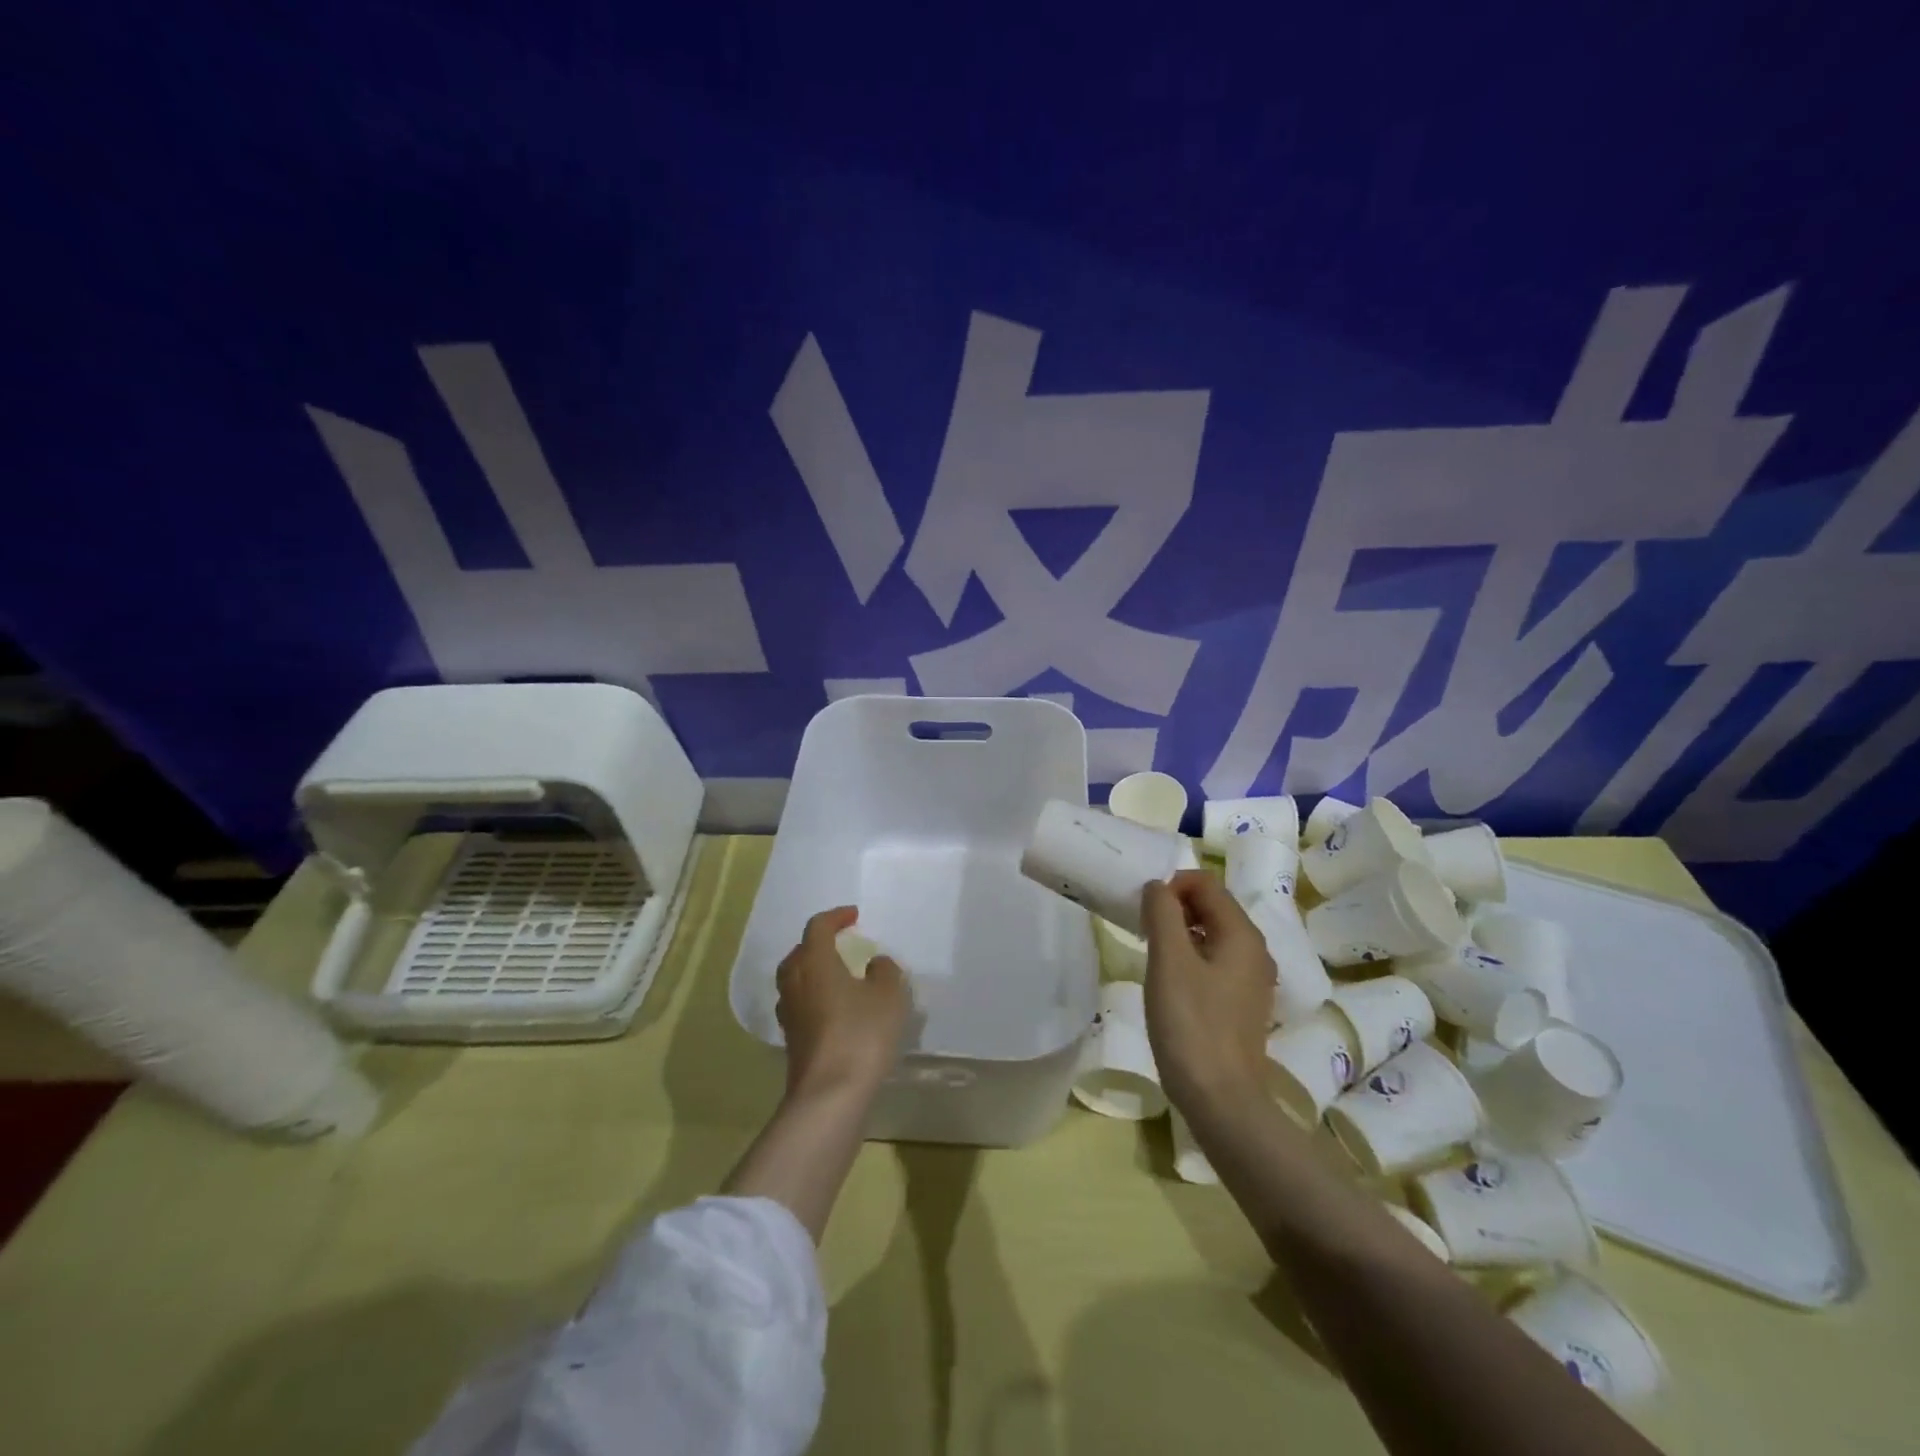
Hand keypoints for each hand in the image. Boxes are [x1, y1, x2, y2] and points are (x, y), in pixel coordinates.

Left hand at [775, 906, 911, 1099]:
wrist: (830, 1094)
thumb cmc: (861, 1033)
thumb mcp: (889, 995)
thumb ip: (885, 971)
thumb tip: (874, 964)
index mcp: (815, 962)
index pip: (818, 927)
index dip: (836, 917)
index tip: (854, 916)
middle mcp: (795, 983)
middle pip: (799, 954)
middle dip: (818, 945)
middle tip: (840, 945)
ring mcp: (789, 1015)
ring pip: (795, 981)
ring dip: (813, 973)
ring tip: (837, 977)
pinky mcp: (791, 1042)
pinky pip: (800, 1007)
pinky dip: (814, 1000)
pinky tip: (834, 1011)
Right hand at [1140, 871, 1275, 1111]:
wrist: (1221, 1100)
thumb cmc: (1191, 1024)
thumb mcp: (1169, 961)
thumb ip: (1163, 913)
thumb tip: (1158, 886)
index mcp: (1242, 934)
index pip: (1207, 883)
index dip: (1172, 885)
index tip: (1145, 910)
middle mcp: (1255, 951)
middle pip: (1213, 906)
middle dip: (1176, 907)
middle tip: (1144, 929)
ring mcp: (1252, 980)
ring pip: (1213, 934)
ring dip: (1181, 932)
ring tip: (1152, 953)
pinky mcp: (1242, 1004)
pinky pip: (1216, 961)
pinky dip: (1191, 957)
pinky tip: (1170, 981)